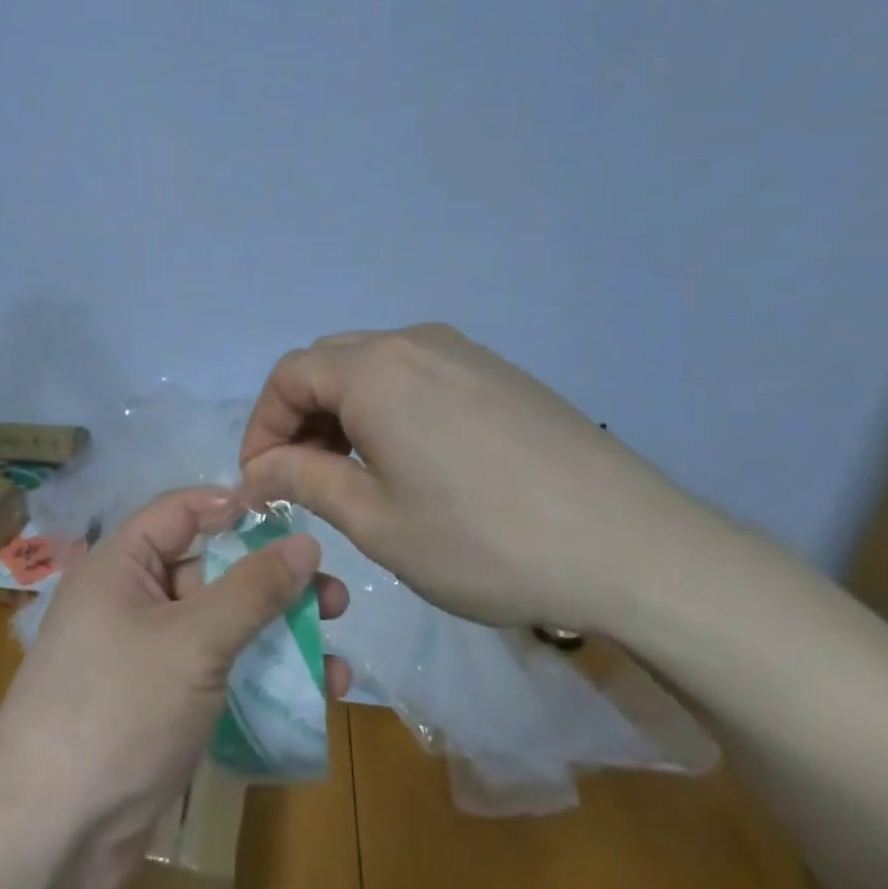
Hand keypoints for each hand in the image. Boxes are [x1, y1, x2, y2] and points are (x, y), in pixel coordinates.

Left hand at [0, 487, 349, 888]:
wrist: (48, 840)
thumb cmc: (118, 709)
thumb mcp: (192, 641)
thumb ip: (253, 589)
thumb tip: (306, 541)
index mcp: (121, 565)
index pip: (183, 512)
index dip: (237, 509)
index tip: (297, 520)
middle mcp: (131, 601)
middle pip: (210, 570)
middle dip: (272, 581)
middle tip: (333, 597)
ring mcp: (146, 657)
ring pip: (221, 626)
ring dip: (278, 632)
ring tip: (337, 643)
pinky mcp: (162, 706)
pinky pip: (219, 673)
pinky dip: (261, 676)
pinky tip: (318, 692)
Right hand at [239, 324, 730, 635]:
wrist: (629, 545)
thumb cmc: (483, 540)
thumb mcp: (377, 521)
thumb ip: (305, 481)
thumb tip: (258, 469)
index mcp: (374, 370)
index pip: (288, 377)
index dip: (262, 426)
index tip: (260, 480)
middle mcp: (413, 342)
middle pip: (329, 363)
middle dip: (300, 416)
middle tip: (301, 478)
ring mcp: (462, 352)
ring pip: (375, 367)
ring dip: (344, 411)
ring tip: (352, 473)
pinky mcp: (498, 372)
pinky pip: (419, 375)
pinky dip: (389, 407)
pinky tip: (411, 460)